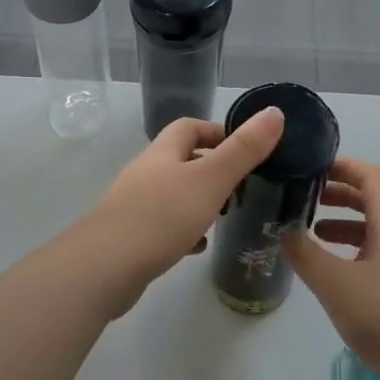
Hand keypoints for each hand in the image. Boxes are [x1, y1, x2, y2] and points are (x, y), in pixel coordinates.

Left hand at [76, 108, 286, 316]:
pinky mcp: (131, 237)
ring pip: (174, 194)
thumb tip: (274, 112)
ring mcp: (135, 205)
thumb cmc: (161, 217)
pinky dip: (185, 230)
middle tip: (243, 186)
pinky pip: (164, 226)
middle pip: (181, 160)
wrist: (104, 267)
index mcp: (163, 153)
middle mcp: (146, 173)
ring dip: (200, 201)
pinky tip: (199, 245)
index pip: (189, 127)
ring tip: (226, 216)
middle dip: (212, 168)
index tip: (246, 149)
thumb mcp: (211, 179)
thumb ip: (243, 150)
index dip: (217, 131)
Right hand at [283, 157, 379, 377]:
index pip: (372, 177)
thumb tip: (283, 230)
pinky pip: (376, 255)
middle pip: (374, 201)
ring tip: (309, 234)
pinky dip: (351, 251)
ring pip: (374, 230)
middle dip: (338, 194)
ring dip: (343, 225)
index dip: (344, 166)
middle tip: (303, 198)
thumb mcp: (334, 282)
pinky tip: (331, 272)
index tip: (311, 167)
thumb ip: (304, 253)